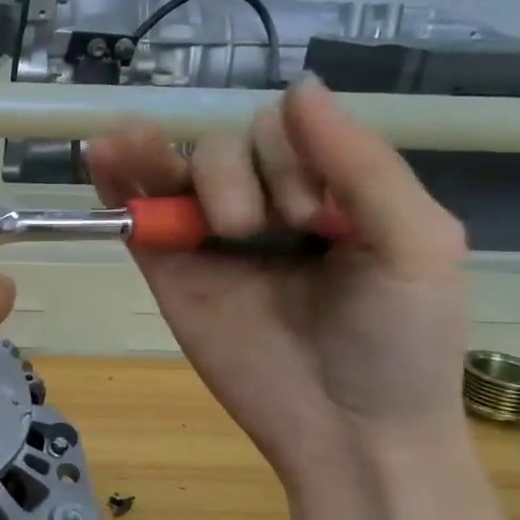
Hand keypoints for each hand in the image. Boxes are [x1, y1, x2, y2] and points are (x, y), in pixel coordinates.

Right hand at [88, 77, 468, 490]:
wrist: (346, 432)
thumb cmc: (398, 342)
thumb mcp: (416, 243)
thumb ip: (362, 164)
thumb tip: (297, 87)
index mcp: (329, 192)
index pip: (287, 131)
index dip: (291, 155)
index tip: (315, 217)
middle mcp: (266, 206)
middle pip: (227, 145)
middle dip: (241, 176)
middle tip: (266, 231)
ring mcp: (210, 238)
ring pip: (178, 169)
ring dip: (163, 156)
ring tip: (144, 157)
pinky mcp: (169, 270)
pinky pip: (137, 213)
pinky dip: (116, 179)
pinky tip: (103, 153)